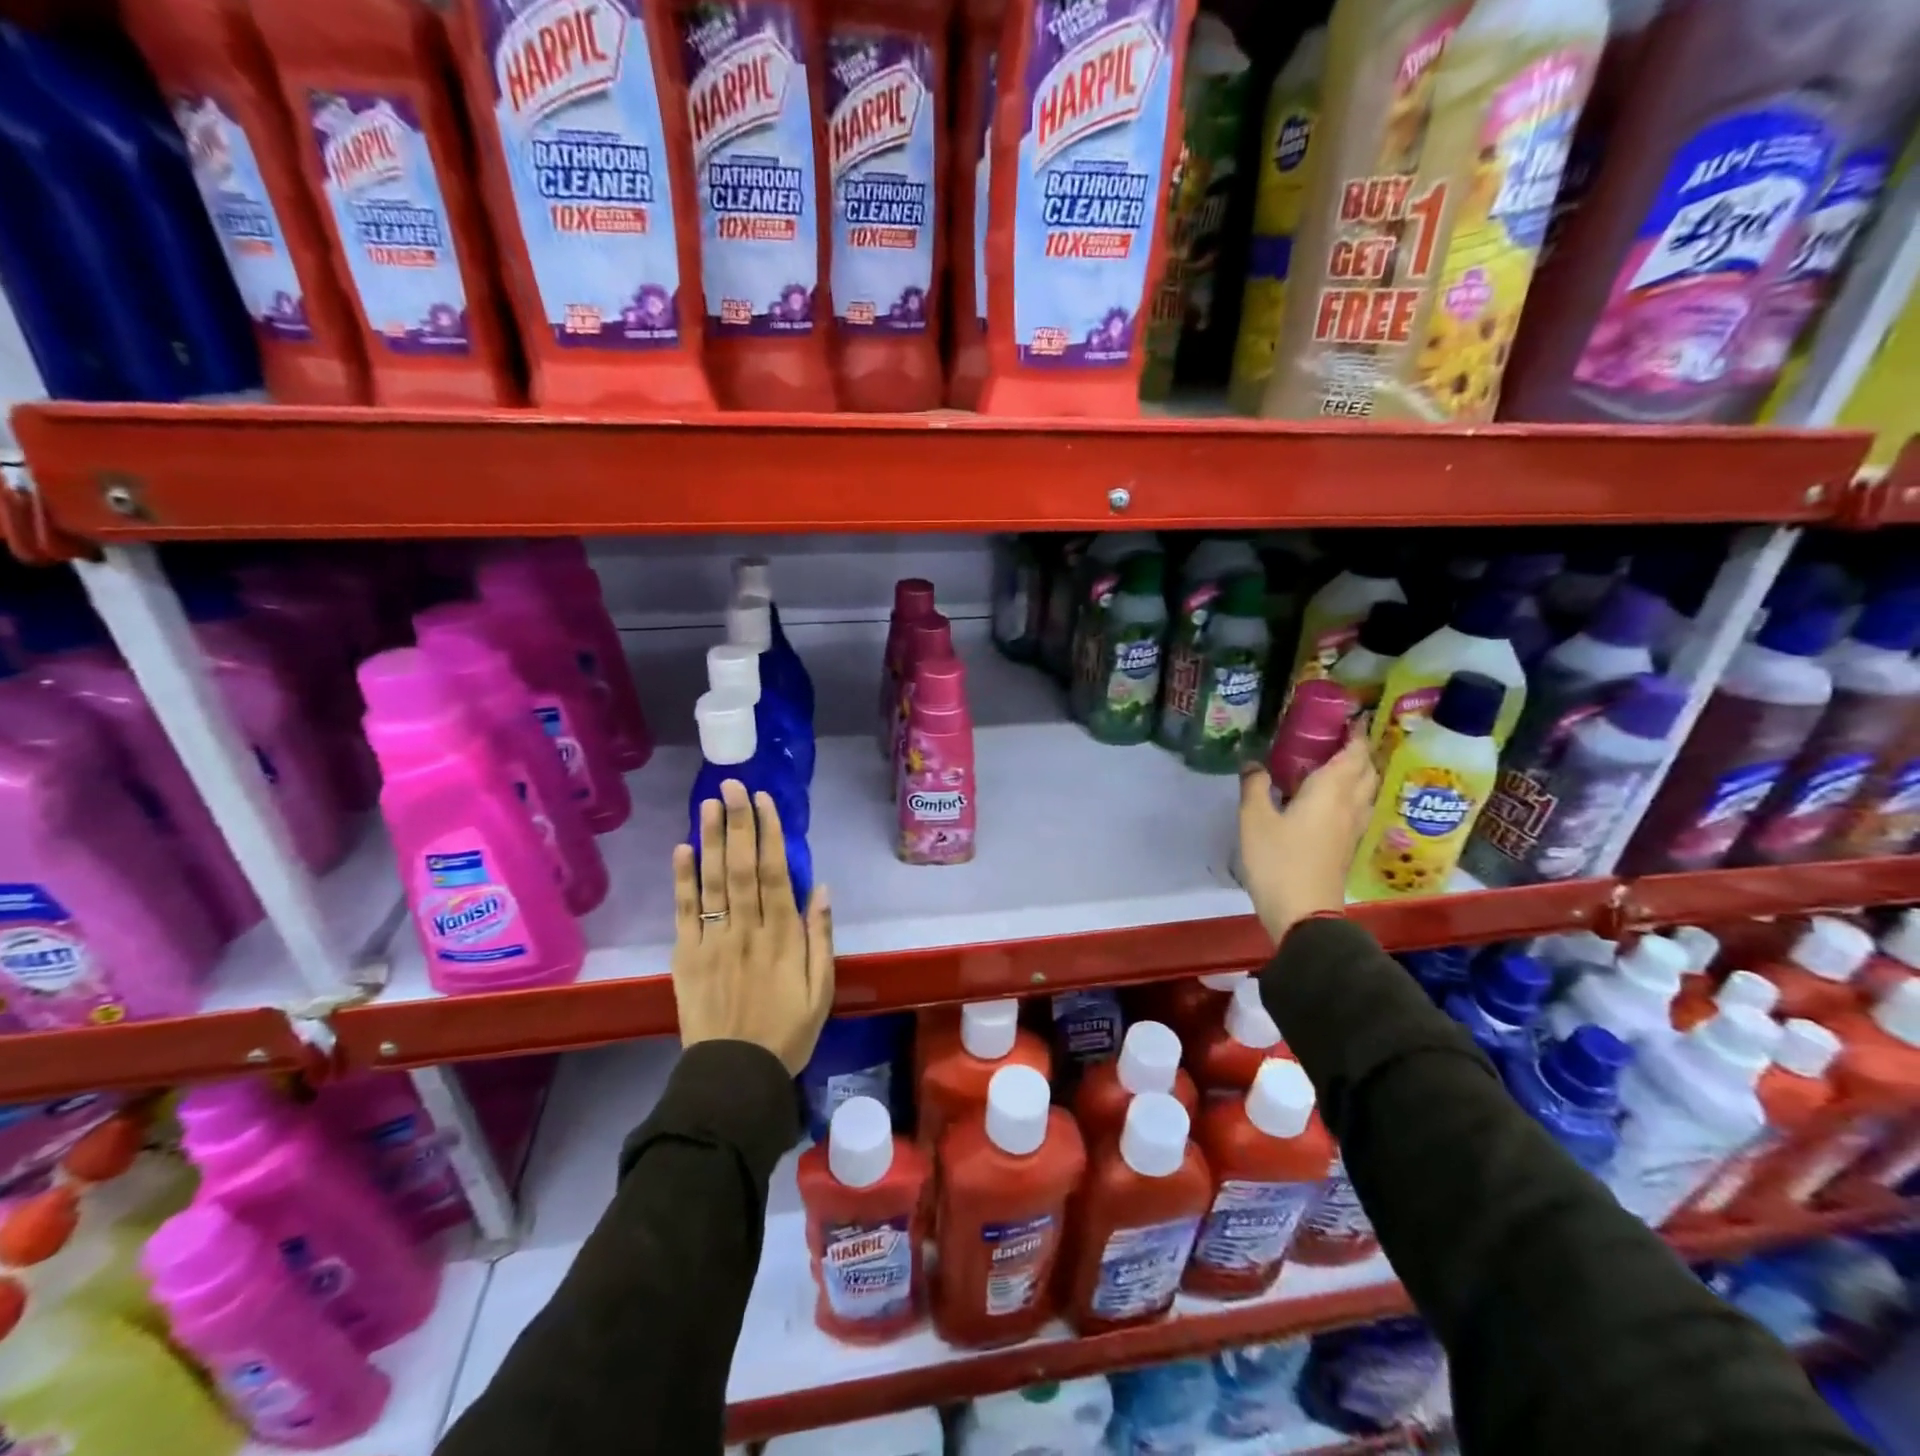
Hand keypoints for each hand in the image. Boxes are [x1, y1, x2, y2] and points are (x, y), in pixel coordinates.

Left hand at [671, 779, 833, 1073]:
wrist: (735, 1075)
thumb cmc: (788, 1031)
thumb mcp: (822, 989)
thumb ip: (821, 937)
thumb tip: (819, 888)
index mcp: (782, 936)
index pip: (774, 873)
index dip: (769, 834)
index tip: (764, 801)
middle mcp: (746, 930)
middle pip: (741, 868)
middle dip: (737, 823)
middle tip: (732, 786)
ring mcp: (713, 941)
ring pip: (712, 882)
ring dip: (711, 840)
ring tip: (708, 804)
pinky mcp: (687, 956)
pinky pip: (684, 912)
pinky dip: (682, 880)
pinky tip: (682, 849)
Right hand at [1238, 735, 1377, 944]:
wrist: (1303, 912)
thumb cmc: (1278, 860)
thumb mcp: (1254, 819)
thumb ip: (1255, 786)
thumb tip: (1252, 763)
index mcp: (1331, 791)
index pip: (1352, 753)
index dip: (1354, 733)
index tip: (1350, 716)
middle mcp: (1349, 805)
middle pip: (1366, 770)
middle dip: (1358, 750)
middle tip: (1338, 737)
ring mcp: (1351, 827)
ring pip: (1365, 790)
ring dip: (1357, 772)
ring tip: (1335, 762)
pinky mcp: (1346, 846)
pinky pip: (1356, 807)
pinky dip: (1349, 792)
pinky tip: (1327, 797)